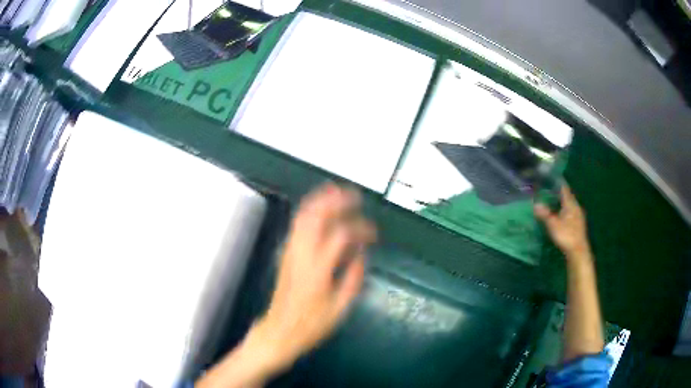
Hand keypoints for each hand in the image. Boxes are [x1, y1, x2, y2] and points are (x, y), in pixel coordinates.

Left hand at [252, 184, 376, 371]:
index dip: (359, 228)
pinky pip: (296, 225)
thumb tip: (361, 254)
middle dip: (336, 201)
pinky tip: (319, 208)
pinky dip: (308, 210)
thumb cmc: (311, 324)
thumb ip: (353, 277)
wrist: (280, 330)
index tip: (372, 233)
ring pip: (303, 216)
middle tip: (354, 196)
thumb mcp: (340, 307)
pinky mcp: (286, 253)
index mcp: (318, 269)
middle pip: (316, 216)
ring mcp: (290, 252)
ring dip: (320, 201)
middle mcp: (301, 254)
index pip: (340, 235)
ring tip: (337, 192)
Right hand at [534, 185, 589, 257]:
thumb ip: (545, 214)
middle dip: (559, 193)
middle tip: (548, 190)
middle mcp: (576, 206)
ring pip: (569, 204)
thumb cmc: (566, 235)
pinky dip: (564, 210)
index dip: (557, 183)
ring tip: (553, 202)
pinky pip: (571, 212)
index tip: (549, 179)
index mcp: (570, 203)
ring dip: (562, 202)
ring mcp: (578, 215)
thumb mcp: (553, 225)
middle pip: (567, 196)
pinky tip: (560, 215)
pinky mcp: (578, 224)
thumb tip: (535, 204)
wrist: (578, 251)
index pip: (564, 188)